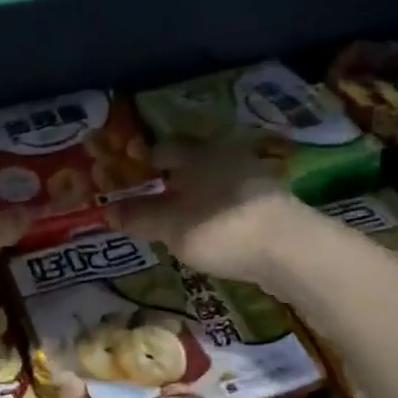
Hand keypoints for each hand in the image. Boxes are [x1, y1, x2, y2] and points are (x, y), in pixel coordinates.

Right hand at [118, 144, 304, 286]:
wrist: (290, 250)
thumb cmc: (220, 228)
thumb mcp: (171, 226)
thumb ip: (140, 217)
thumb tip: (107, 210)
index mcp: (199, 153)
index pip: (165, 147)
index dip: (146, 160)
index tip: (131, 176)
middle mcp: (227, 156)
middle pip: (192, 162)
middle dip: (173, 178)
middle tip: (153, 199)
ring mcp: (254, 178)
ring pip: (215, 180)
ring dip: (197, 195)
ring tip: (179, 218)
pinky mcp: (271, 203)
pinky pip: (233, 200)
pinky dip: (218, 210)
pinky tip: (212, 230)